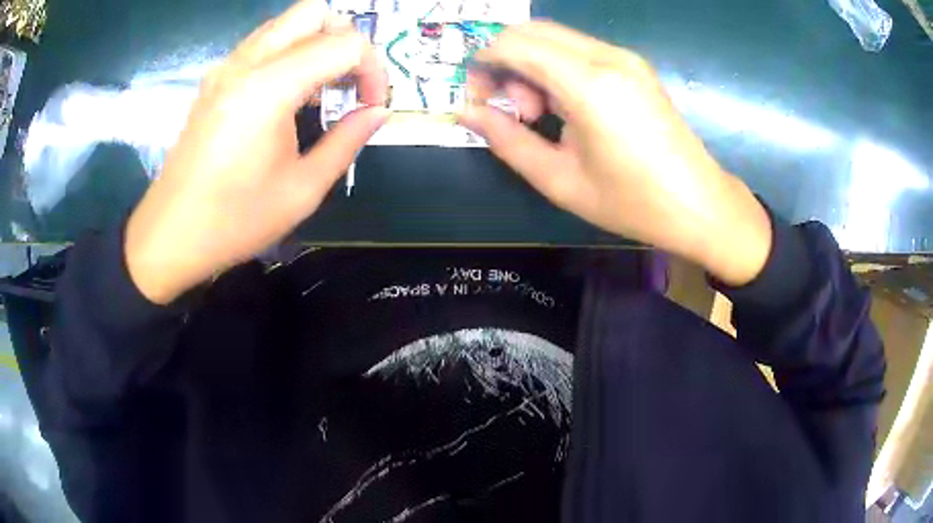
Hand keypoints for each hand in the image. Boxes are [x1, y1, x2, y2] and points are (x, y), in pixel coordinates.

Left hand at [125, 0, 387, 303]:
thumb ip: (347, 141)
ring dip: (317, 43)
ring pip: (287, 23)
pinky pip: (264, 43)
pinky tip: (290, 95)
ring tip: (323, 89)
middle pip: (314, 12)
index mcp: (270, 87)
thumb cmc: (234, 220)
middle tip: (350, 82)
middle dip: (346, 39)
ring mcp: (226, 67)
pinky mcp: (215, 79)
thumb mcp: (303, 190)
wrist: (170, 235)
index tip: (371, 106)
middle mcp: (246, 63)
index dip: (373, 70)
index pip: (345, 43)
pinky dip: (291, 53)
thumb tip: (378, 112)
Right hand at [459, 22, 771, 285]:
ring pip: (553, 37)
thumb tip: (467, 112)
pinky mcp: (633, 65)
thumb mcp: (559, 180)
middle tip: (514, 110)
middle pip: (531, 31)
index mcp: (589, 85)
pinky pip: (577, 49)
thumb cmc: (632, 202)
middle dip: (505, 61)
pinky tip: (566, 107)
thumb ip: (506, 140)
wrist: (699, 204)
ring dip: (531, 65)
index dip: (483, 63)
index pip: (514, 43)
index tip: (479, 98)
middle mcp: (607, 57)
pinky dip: (555, 68)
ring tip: (542, 115)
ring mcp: (624, 57)